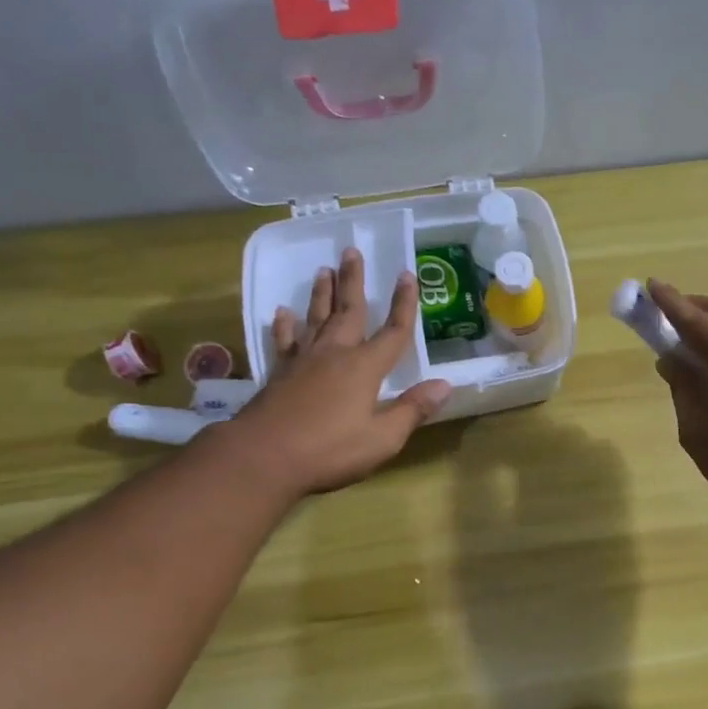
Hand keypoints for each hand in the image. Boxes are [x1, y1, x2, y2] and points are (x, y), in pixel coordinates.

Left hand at [224, 249, 450, 495]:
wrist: (263, 457)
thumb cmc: (329, 450)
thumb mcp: (382, 438)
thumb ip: (412, 410)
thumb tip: (444, 385)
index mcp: (364, 368)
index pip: (393, 331)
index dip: (403, 304)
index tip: (408, 274)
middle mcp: (334, 354)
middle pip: (348, 311)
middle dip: (354, 281)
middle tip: (352, 251)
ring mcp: (303, 361)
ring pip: (316, 318)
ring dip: (322, 294)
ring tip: (324, 270)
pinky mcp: (279, 374)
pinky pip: (285, 341)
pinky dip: (285, 325)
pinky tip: (283, 313)